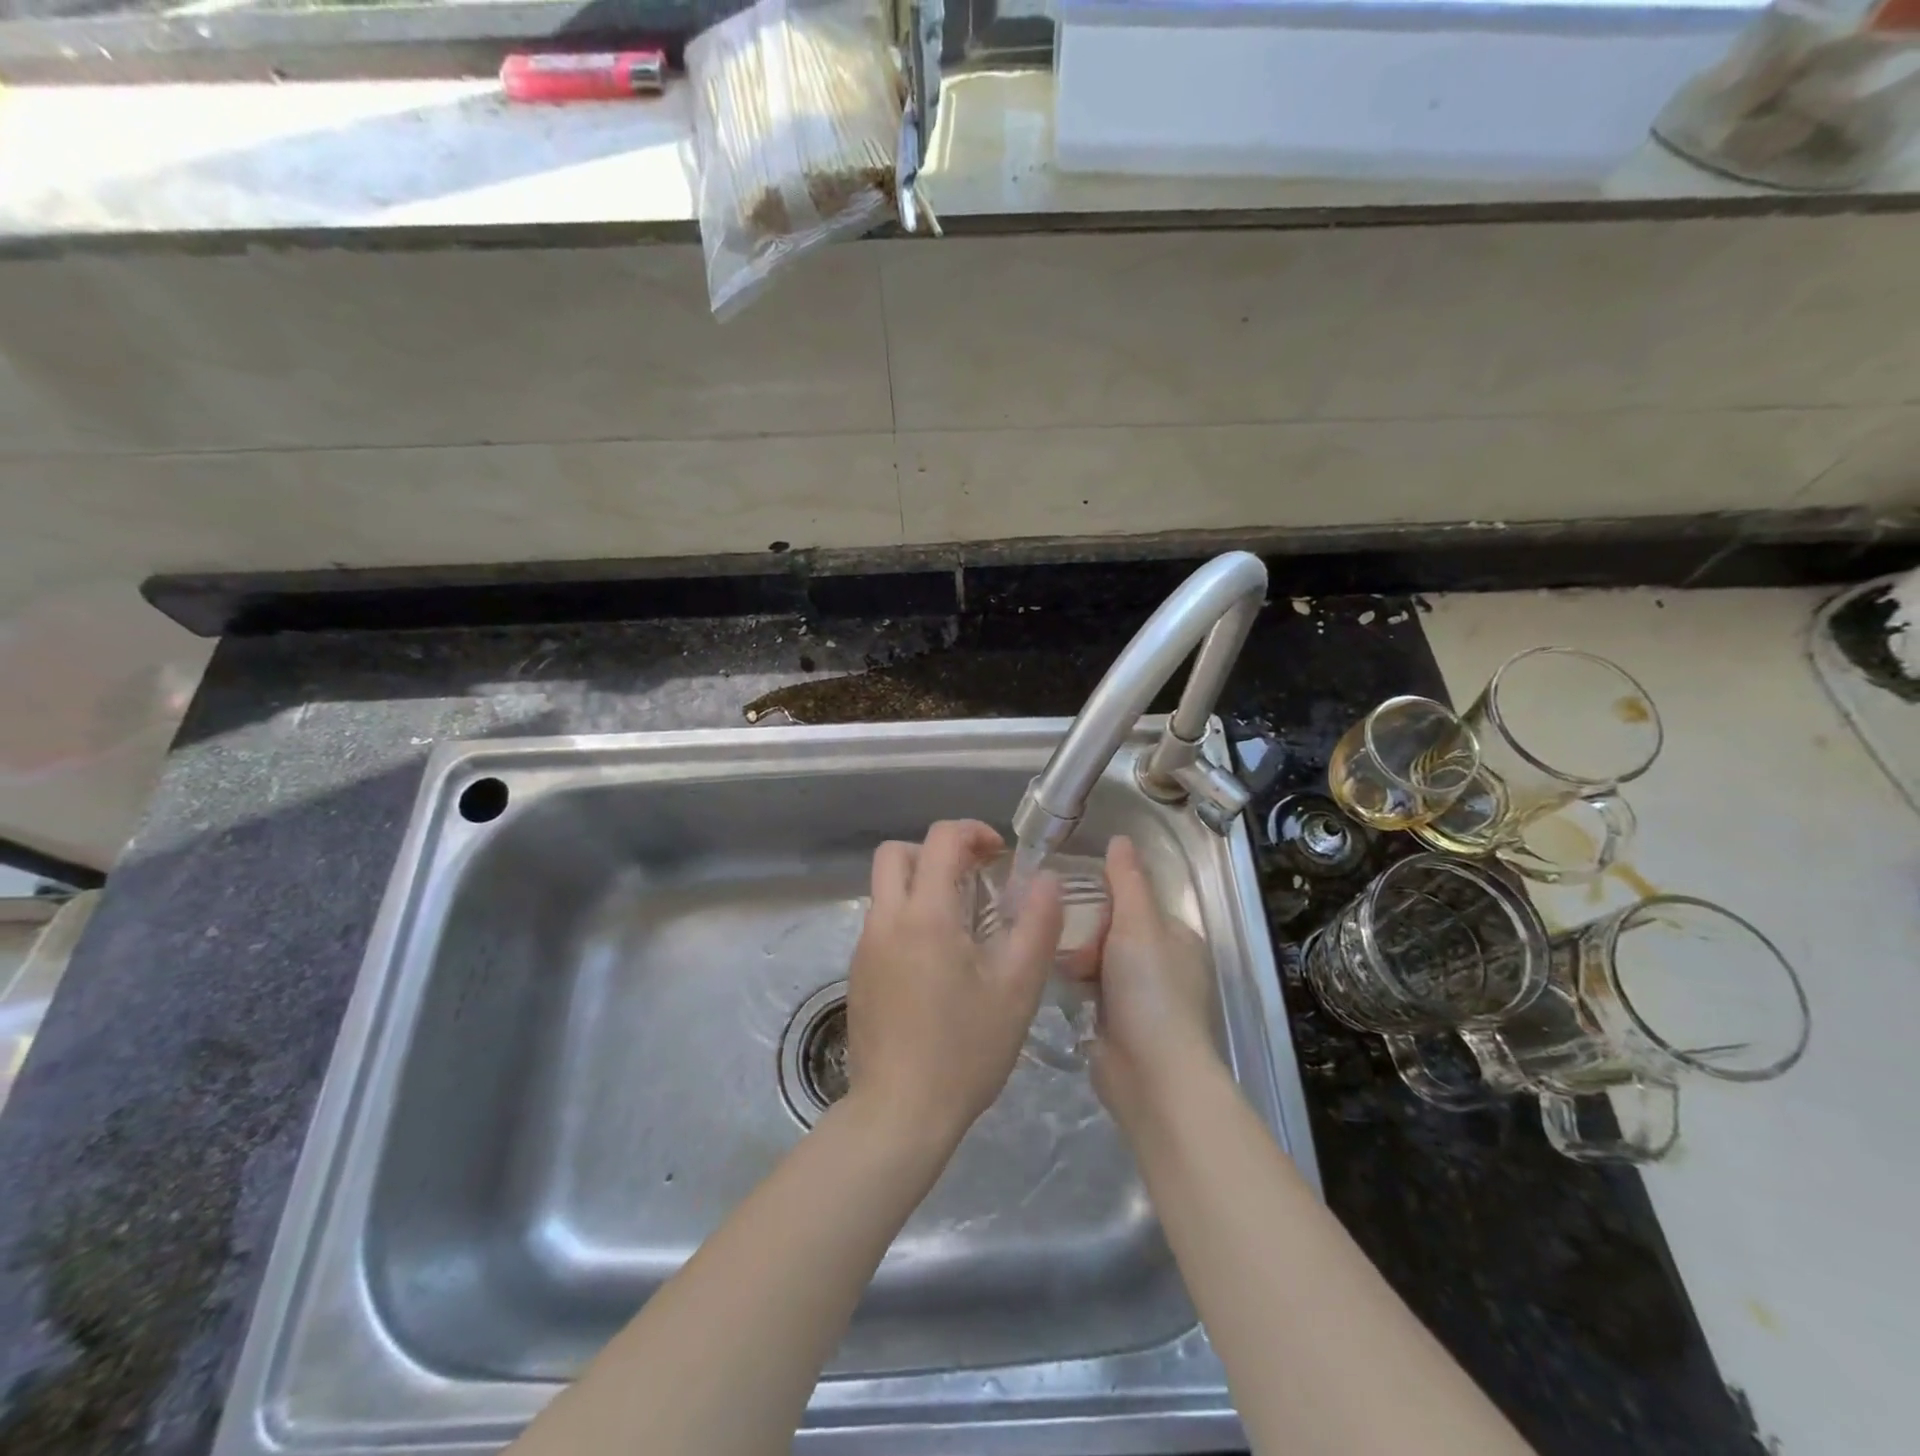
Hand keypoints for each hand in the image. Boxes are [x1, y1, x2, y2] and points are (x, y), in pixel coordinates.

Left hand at [846, 820, 1063, 1146]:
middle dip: (936, 852)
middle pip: (896, 853)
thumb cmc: (965, 1049)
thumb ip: (1037, 924)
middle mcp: (886, 920)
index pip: (940, 839)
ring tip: (962, 923)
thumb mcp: (1018, 988)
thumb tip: (1045, 878)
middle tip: (973, 878)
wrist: (900, 1113)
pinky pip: (882, 922)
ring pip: (886, 888)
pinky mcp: (857, 973)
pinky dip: (909, 917)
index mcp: (925, 915)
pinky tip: (937, 962)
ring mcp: (864, 947)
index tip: (1000, 855)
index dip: (973, 832)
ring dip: (922, 885)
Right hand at [1069, 836, 1223, 1123]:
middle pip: (1113, 931)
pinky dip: (1076, 986)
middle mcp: (1162, 965)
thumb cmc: (1150, 989)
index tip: (1075, 897)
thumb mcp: (1139, 924)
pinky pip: (1090, 991)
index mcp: (1177, 938)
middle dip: (1088, 933)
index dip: (1106, 899)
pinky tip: (1056, 983)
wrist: (1151, 1073)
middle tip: (1067, 939)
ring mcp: (1140, 997)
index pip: (1135, 902)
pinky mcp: (1117, 1024)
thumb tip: (1120, 838)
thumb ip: (1127, 880)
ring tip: (1056, 960)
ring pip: (1098, 961)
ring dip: (1078, 959)